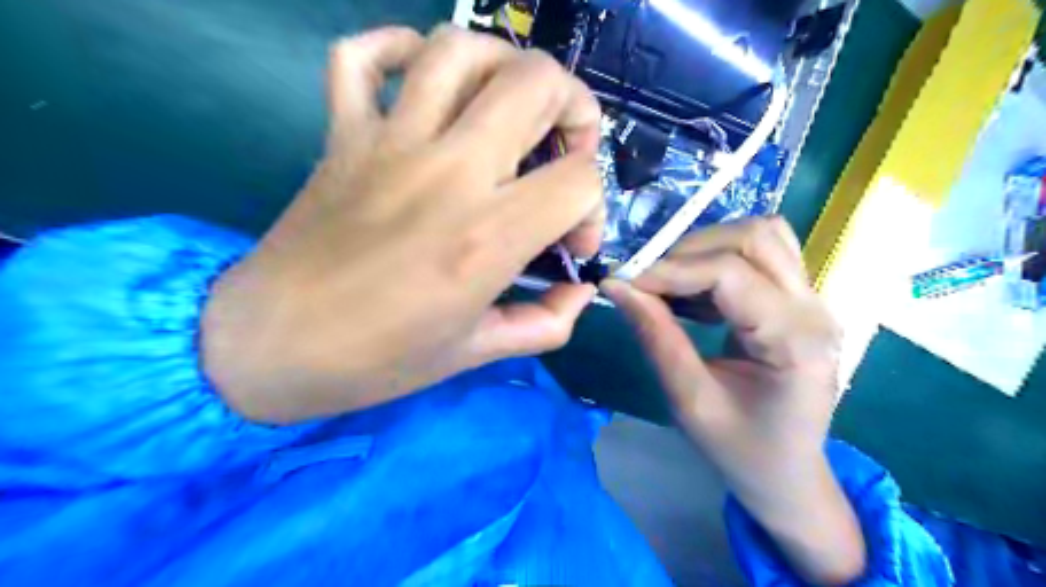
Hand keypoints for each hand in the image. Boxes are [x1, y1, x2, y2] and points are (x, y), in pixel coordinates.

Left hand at [200, 26, 605, 420]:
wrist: (271, 347)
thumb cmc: (378, 360)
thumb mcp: (476, 353)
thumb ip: (545, 323)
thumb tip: (580, 291)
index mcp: (486, 237)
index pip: (579, 180)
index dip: (594, 209)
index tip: (571, 242)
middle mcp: (448, 173)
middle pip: (535, 82)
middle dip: (574, 108)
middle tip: (564, 149)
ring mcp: (388, 142)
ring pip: (459, 49)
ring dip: (504, 66)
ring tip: (510, 107)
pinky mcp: (342, 134)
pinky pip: (361, 55)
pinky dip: (397, 48)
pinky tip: (422, 79)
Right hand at [601, 218, 860, 585]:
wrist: (788, 474)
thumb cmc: (741, 449)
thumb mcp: (689, 400)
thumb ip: (656, 337)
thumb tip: (618, 287)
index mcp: (794, 341)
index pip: (730, 273)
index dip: (671, 270)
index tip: (626, 283)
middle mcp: (814, 309)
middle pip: (755, 237)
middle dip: (691, 250)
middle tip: (650, 283)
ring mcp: (814, 301)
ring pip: (763, 236)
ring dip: (709, 249)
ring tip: (674, 286)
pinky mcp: (801, 301)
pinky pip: (763, 255)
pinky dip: (721, 260)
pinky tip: (697, 296)